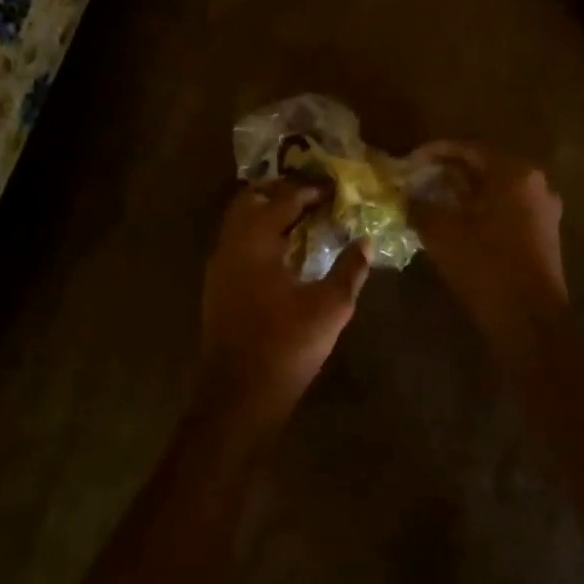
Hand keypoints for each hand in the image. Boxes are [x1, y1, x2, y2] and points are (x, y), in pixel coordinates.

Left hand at [200, 181, 370, 424]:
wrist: (239, 396)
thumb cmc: (285, 346)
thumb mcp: (330, 307)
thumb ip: (350, 270)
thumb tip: (366, 242)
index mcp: (255, 243)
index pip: (282, 199)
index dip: (309, 190)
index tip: (333, 188)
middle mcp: (230, 246)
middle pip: (251, 201)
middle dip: (280, 193)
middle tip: (312, 196)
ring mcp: (219, 267)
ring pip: (240, 222)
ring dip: (267, 213)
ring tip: (302, 219)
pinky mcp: (217, 287)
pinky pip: (237, 244)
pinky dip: (259, 235)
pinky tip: (284, 252)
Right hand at [407, 142, 566, 340]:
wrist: (530, 321)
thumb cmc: (486, 267)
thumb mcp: (442, 233)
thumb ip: (420, 206)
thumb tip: (406, 196)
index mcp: (514, 173)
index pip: (468, 149)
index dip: (434, 152)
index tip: (410, 161)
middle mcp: (535, 183)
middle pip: (485, 167)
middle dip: (449, 172)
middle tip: (419, 180)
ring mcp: (544, 209)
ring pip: (497, 189)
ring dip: (465, 192)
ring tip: (433, 200)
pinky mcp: (545, 233)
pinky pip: (508, 208)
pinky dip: (482, 209)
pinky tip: (458, 222)